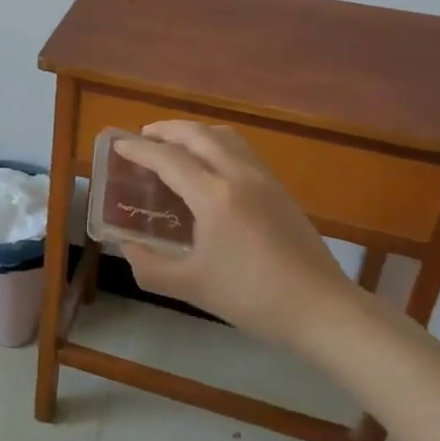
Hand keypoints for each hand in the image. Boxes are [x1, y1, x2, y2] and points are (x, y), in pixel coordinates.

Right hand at [113, 122, 354, 341]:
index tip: (117, 144)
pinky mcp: (280, 190)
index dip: (139, 149)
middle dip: (167, 130)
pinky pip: (242, 152)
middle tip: (143, 138)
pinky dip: (217, 146)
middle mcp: (240, 176)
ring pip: (225, 137)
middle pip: (198, 134)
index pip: (169, 159)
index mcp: (215, 197)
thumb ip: (150, 267)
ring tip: (175, 147)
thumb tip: (128, 247)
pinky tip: (210, 170)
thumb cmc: (252, 298)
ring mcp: (264, 180)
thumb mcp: (191, 287)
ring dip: (195, 133)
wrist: (322, 310)